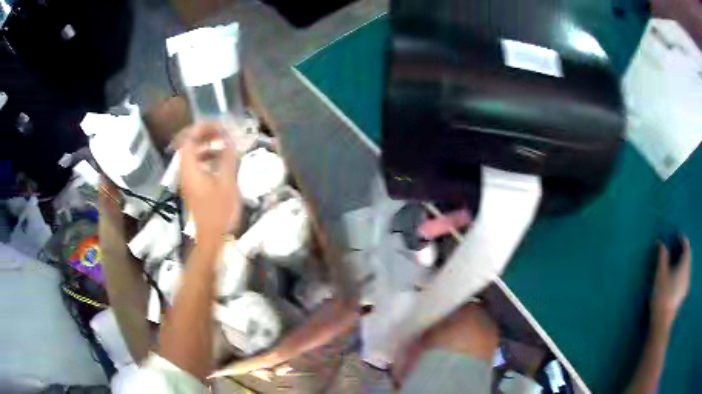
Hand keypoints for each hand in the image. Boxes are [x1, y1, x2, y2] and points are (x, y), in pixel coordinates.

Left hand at [179, 123, 240, 242]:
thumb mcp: (227, 183)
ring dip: (206, 144)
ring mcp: (187, 180)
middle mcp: (185, 171)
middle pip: (188, 144)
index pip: (189, 139)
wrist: (211, 238)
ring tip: (223, 142)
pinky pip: (196, 164)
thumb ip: (227, 158)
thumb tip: (228, 138)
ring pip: (192, 154)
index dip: (202, 127)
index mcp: (190, 169)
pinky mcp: (192, 186)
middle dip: (204, 133)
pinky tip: (221, 160)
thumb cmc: (219, 212)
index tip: (219, 124)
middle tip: (222, 130)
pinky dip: (207, 156)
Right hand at [651, 236, 691, 329]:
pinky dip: (683, 272)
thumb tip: (661, 243)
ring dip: (683, 262)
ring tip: (677, 262)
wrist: (662, 323)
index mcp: (685, 265)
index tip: (677, 235)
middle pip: (688, 257)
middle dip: (684, 251)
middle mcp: (688, 273)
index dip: (683, 239)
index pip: (686, 246)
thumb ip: (662, 257)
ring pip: (687, 268)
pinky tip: (677, 278)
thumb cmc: (662, 296)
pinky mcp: (683, 295)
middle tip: (677, 247)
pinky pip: (686, 277)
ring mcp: (686, 286)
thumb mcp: (661, 274)